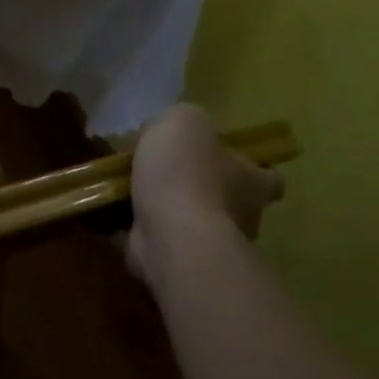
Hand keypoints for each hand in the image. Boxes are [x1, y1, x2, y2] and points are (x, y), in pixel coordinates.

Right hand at [127, 104, 283, 285]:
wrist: (169, 233)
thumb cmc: (186, 173)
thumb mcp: (183, 121)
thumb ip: (181, 120)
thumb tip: (170, 135)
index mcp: (252, 181)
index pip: (268, 176)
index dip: (248, 167)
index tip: (221, 161)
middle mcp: (242, 214)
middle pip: (226, 198)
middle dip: (197, 187)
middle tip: (159, 172)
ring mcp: (210, 242)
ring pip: (189, 219)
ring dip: (164, 208)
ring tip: (124, 190)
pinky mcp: (178, 259)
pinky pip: (156, 238)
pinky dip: (137, 228)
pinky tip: (110, 213)